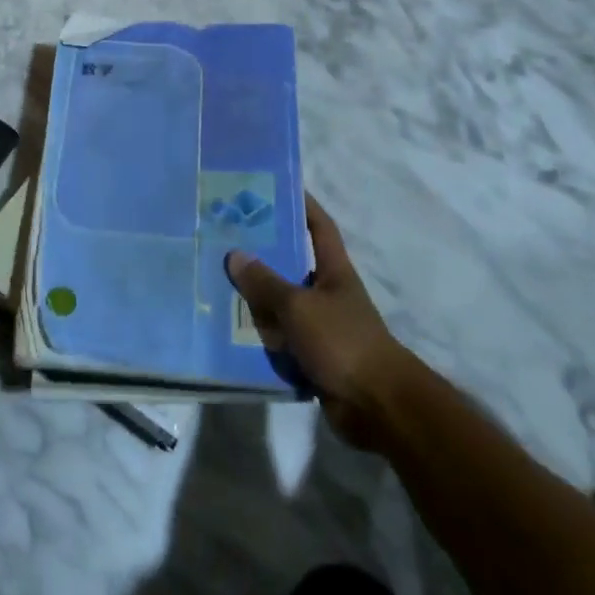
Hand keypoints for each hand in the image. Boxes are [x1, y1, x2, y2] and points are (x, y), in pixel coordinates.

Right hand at [227, 196, 409, 447]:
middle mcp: (327, 293)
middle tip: (224, 237)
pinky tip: (229, 331)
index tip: (275, 186)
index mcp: (333, 271)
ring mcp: (320, 327)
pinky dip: (259, 337)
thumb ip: (265, 282)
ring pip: (280, 305)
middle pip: (291, 265)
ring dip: (255, 299)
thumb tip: (235, 253)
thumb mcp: (299, 306)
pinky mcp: (312, 358)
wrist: (378, 408)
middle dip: (262, 253)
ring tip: (215, 283)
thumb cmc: (343, 342)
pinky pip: (279, 340)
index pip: (318, 226)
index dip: (301, 204)